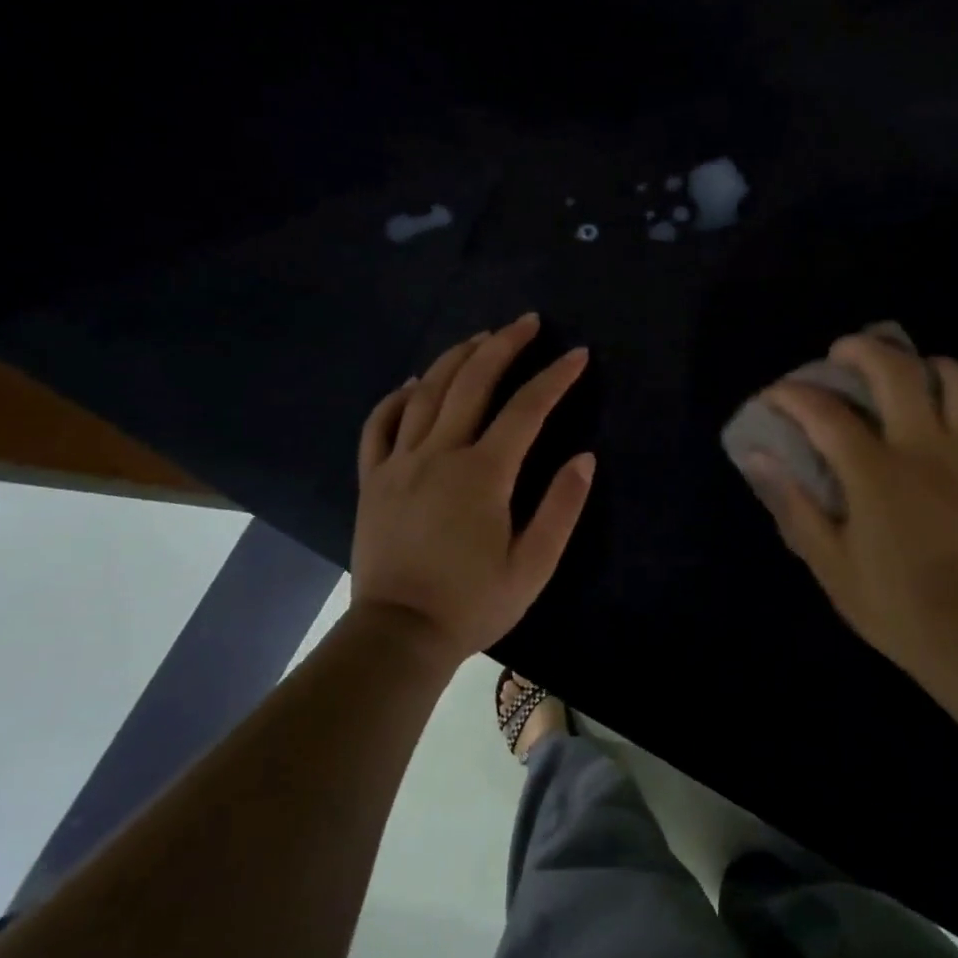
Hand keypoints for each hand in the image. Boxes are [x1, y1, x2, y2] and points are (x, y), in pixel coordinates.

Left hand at [351, 312, 594, 669]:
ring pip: (426, 392)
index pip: (526, 409)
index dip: (555, 377)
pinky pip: (379, 425)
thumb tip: (585, 457)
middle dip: (503, 346)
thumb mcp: (533, 565)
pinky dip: (397, 397)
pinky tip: (413, 383)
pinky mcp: (373, 479)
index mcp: (483, 473)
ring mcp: (399, 463)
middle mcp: (439, 454)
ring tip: (479, 338)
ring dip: (454, 358)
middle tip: (526, 322)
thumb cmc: (473, 602)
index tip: (577, 354)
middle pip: (472, 382)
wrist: (398, 635)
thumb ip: (561, 508)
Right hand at [742, 334, 957, 676]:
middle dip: (861, 350)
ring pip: (955, 378)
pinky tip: (940, 409)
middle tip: (840, 354)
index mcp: (875, 474)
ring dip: (922, 363)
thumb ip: (794, 504)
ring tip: (904, 372)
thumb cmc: (892, 604)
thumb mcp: (829, 562)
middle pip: (896, 371)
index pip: (826, 413)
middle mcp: (923, 449)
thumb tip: (758, 458)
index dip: (793, 395)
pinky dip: (956, 394)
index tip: (775, 395)